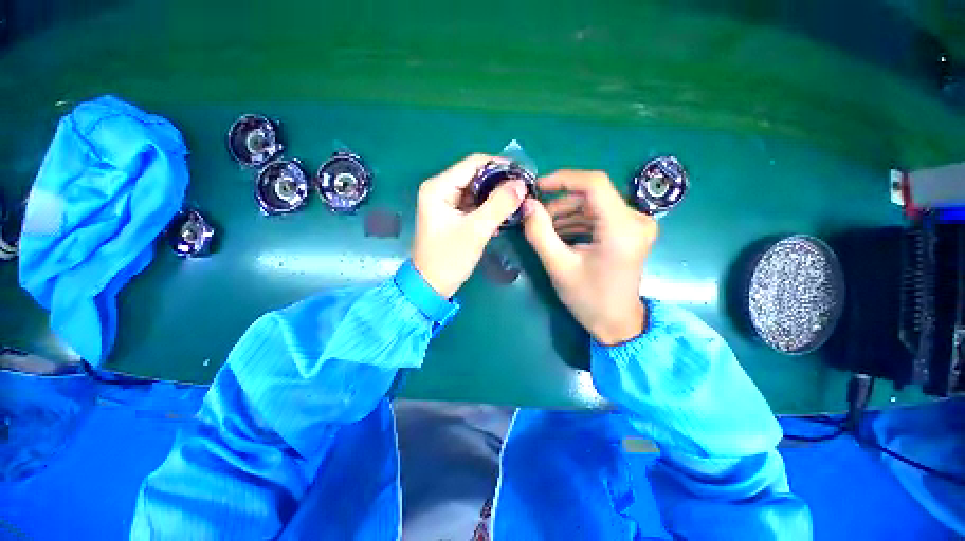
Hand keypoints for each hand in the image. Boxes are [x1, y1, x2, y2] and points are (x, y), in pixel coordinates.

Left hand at [412, 154, 528, 297]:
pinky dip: (489, 209)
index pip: (474, 163)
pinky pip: (474, 205)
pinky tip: (502, 219)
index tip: (524, 175)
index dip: (501, 166)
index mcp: (439, 187)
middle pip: (476, 176)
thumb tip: (521, 184)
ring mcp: (445, 203)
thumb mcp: (476, 230)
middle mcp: (440, 189)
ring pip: (477, 191)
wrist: (431, 286)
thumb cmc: (449, 258)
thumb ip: (499, 205)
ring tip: (517, 205)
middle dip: (500, 183)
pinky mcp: (452, 216)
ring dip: (496, 197)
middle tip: (524, 192)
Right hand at [522, 170, 656, 344]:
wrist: (617, 323)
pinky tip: (561, 234)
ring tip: (545, 229)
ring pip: (594, 204)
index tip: (537, 187)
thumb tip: (527, 204)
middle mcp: (636, 219)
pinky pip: (600, 216)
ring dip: (567, 213)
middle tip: (536, 217)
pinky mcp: (630, 231)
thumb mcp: (558, 266)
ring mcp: (636, 224)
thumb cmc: (589, 299)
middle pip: (592, 194)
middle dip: (560, 202)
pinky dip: (578, 221)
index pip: (594, 183)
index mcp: (621, 228)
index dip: (563, 179)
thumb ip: (540, 233)